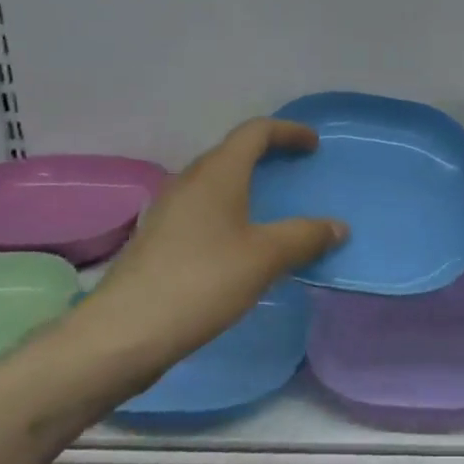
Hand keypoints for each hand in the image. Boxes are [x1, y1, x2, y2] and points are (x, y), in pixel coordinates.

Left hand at [87, 119, 346, 365]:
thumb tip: (338, 227)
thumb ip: (305, 237)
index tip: (314, 145)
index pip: (254, 132)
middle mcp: (189, 182)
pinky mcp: (158, 241)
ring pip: (214, 184)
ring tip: (272, 210)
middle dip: (266, 157)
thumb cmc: (202, 281)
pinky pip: (202, 211)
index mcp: (216, 174)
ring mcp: (168, 212)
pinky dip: (229, 214)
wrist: (125, 332)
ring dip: (245, 187)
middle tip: (295, 173)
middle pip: (231, 154)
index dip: (287, 131)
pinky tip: (239, 246)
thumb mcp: (265, 258)